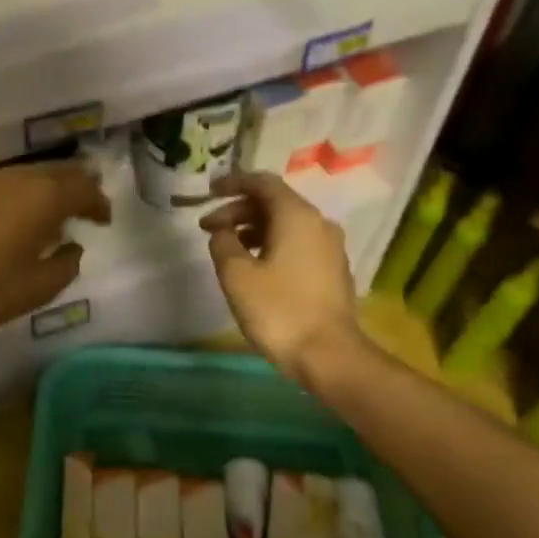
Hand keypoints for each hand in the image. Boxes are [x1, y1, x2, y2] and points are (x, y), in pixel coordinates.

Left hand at [0, 162, 110, 329]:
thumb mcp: (35, 289)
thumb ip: (65, 267)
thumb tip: (72, 248)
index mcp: (44, 198)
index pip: (85, 188)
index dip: (98, 203)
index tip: (102, 220)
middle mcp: (17, 177)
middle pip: (57, 171)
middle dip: (75, 187)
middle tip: (81, 208)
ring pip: (24, 174)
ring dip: (41, 190)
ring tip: (41, 215)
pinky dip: (11, 194)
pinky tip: (2, 216)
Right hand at [200, 171, 366, 386]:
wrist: (328, 354)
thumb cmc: (278, 310)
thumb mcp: (236, 275)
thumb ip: (223, 244)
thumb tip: (222, 232)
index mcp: (296, 216)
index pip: (263, 183)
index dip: (233, 183)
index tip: (208, 192)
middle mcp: (318, 223)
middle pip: (274, 203)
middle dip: (238, 211)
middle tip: (208, 228)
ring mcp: (329, 247)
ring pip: (285, 224)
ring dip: (252, 228)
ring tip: (226, 248)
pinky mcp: (331, 269)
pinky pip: (296, 243)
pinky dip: (270, 243)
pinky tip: (252, 265)